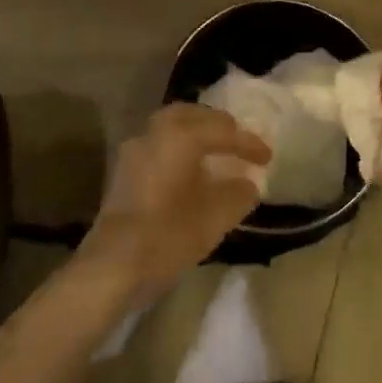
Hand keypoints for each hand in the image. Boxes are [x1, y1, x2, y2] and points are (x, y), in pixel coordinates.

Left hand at [77, 103, 270, 301]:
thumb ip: (238, 193)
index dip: (249, 143)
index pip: (224, 131)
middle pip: (192, 116)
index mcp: (181, 136)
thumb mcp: (217, 216)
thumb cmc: (169, 234)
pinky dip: (179, 151)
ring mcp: (134, 151)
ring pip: (170, 129)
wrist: (113, 266)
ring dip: (195, 136)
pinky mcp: (123, 173)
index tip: (268, 157)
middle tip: (238, 142)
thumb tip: (247, 183)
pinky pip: (159, 148)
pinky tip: (191, 172)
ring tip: (216, 154)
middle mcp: (155, 133)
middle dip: (218, 126)